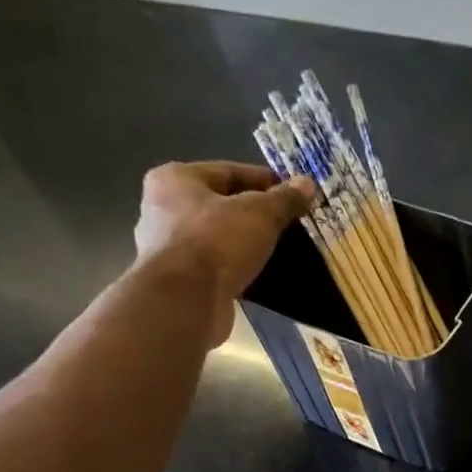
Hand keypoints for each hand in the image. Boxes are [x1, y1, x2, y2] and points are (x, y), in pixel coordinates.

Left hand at [132, 161, 315, 348]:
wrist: (185, 301)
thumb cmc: (217, 242)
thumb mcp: (260, 214)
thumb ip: (284, 199)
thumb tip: (307, 183)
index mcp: (175, 179)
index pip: (229, 171)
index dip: (265, 180)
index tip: (293, 194)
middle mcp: (163, 208)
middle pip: (220, 204)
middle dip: (254, 213)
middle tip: (287, 223)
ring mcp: (167, 247)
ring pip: (217, 237)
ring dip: (244, 242)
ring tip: (278, 249)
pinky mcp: (178, 280)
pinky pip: (214, 265)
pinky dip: (235, 267)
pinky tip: (259, 274)